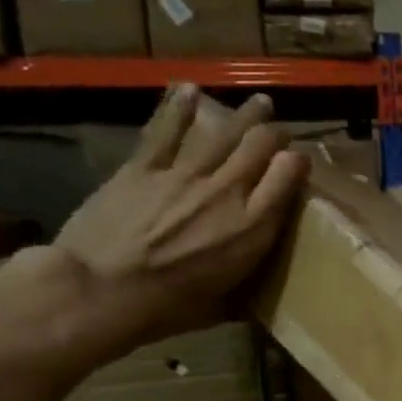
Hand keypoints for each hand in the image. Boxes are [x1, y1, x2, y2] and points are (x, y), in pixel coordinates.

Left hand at [47, 84, 307, 353]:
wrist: (101, 291)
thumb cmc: (167, 309)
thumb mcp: (223, 305)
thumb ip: (242, 286)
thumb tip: (251, 293)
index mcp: (252, 229)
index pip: (288, 177)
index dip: (298, 162)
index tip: (299, 161)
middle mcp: (227, 192)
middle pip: (260, 146)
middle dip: (276, 134)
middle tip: (280, 131)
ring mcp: (185, 174)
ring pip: (224, 132)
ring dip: (246, 115)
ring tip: (260, 103)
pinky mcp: (144, 166)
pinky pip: (167, 129)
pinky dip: (181, 107)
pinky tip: (191, 90)